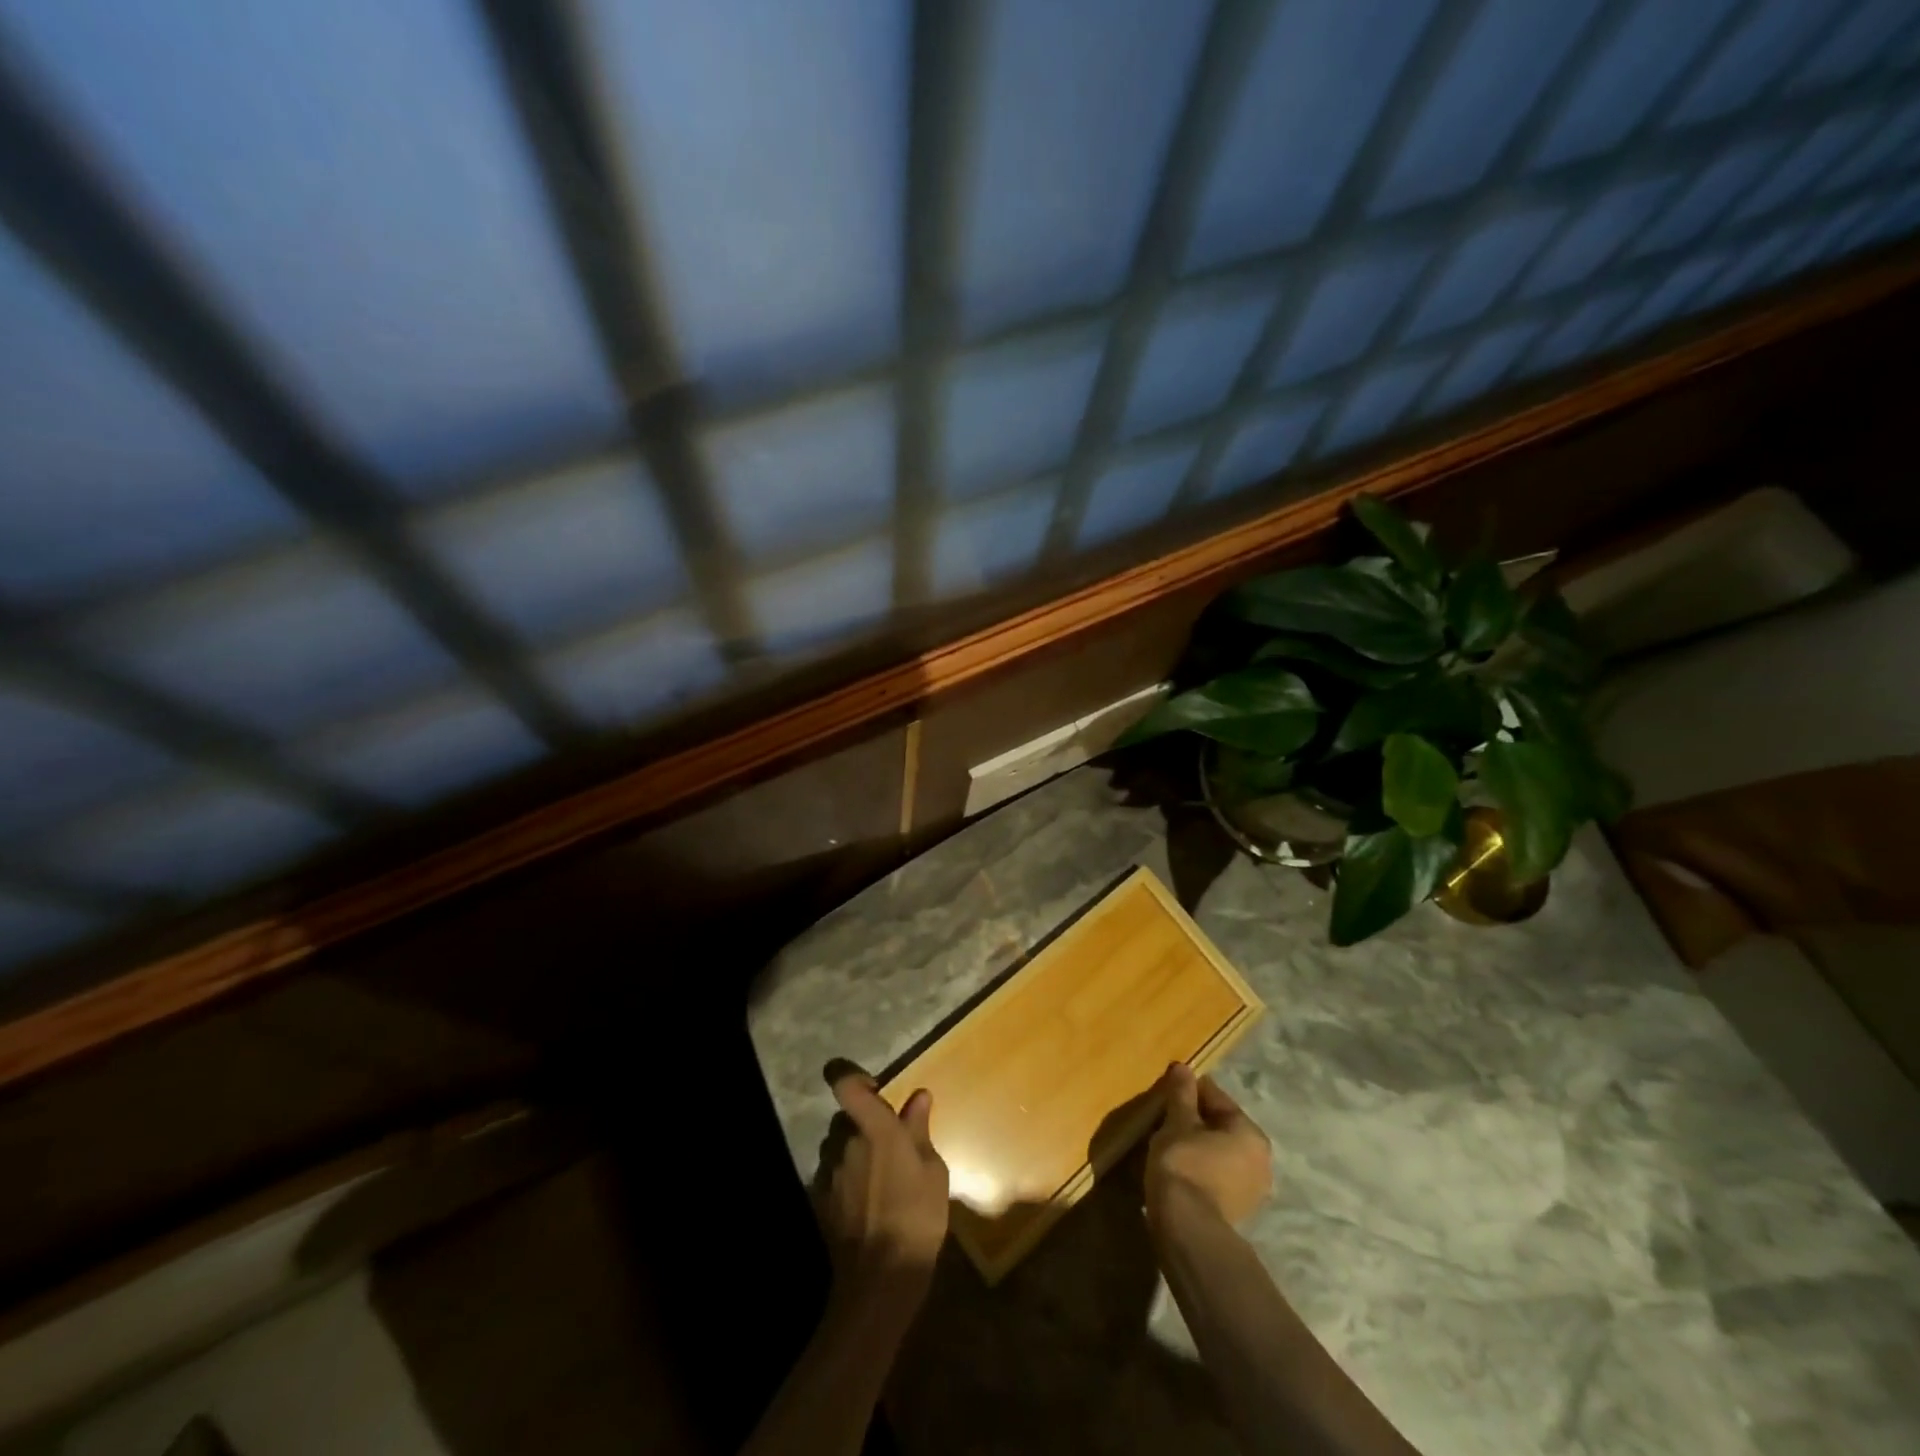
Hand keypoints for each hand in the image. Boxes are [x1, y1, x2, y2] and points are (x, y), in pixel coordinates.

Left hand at [819, 1073, 949, 1311]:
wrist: (880, 1278)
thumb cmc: (917, 1217)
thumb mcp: (933, 1171)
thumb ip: (919, 1130)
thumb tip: (918, 1097)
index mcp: (874, 1128)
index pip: (846, 1085)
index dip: (850, 1076)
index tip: (869, 1085)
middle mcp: (845, 1142)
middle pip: (846, 1119)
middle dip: (862, 1125)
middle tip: (888, 1146)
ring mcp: (829, 1172)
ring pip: (838, 1147)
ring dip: (853, 1153)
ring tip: (878, 1179)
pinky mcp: (819, 1200)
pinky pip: (831, 1175)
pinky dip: (845, 1180)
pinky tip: (864, 1203)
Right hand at [1146, 1063, 1271, 1229]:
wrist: (1187, 1228)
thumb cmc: (1184, 1163)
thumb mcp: (1178, 1121)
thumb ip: (1182, 1093)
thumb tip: (1183, 1067)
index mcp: (1251, 1133)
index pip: (1217, 1098)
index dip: (1190, 1091)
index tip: (1168, 1092)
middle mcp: (1261, 1159)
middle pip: (1222, 1126)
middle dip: (1196, 1120)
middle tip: (1167, 1119)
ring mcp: (1253, 1190)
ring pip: (1221, 1152)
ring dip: (1199, 1145)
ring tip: (1170, 1144)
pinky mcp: (1239, 1211)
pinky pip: (1218, 1175)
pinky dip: (1202, 1168)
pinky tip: (1180, 1169)